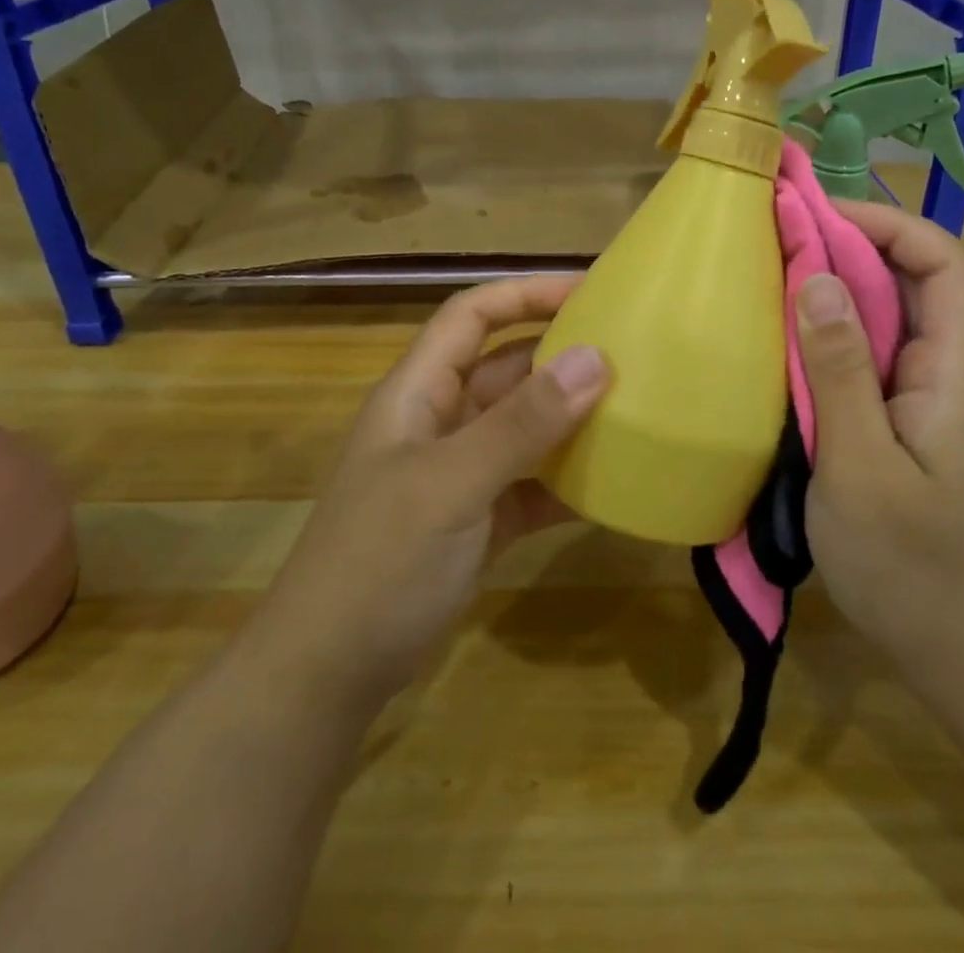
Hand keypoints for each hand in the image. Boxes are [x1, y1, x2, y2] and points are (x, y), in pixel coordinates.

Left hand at [251, 276, 608, 706]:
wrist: (329, 674)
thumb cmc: (380, 561)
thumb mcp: (452, 484)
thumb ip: (522, 423)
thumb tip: (596, 358)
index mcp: (418, 392)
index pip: (472, 316)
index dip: (525, 293)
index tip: (590, 290)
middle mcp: (440, 421)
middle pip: (504, 366)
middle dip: (559, 353)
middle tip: (629, 350)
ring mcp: (459, 473)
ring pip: (522, 425)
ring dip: (569, 416)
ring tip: (634, 407)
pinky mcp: (478, 520)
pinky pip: (531, 483)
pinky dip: (566, 480)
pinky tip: (612, 485)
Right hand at [796, 201, 963, 705]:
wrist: (958, 647)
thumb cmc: (912, 566)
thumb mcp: (862, 468)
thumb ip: (840, 371)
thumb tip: (815, 278)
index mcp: (958, 372)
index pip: (947, 264)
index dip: (890, 225)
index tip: (818, 218)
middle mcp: (948, 369)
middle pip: (914, 277)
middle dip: (850, 244)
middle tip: (776, 238)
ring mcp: (923, 393)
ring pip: (887, 312)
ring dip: (833, 285)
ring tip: (769, 273)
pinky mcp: (898, 416)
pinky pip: (866, 351)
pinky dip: (826, 329)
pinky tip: (781, 337)